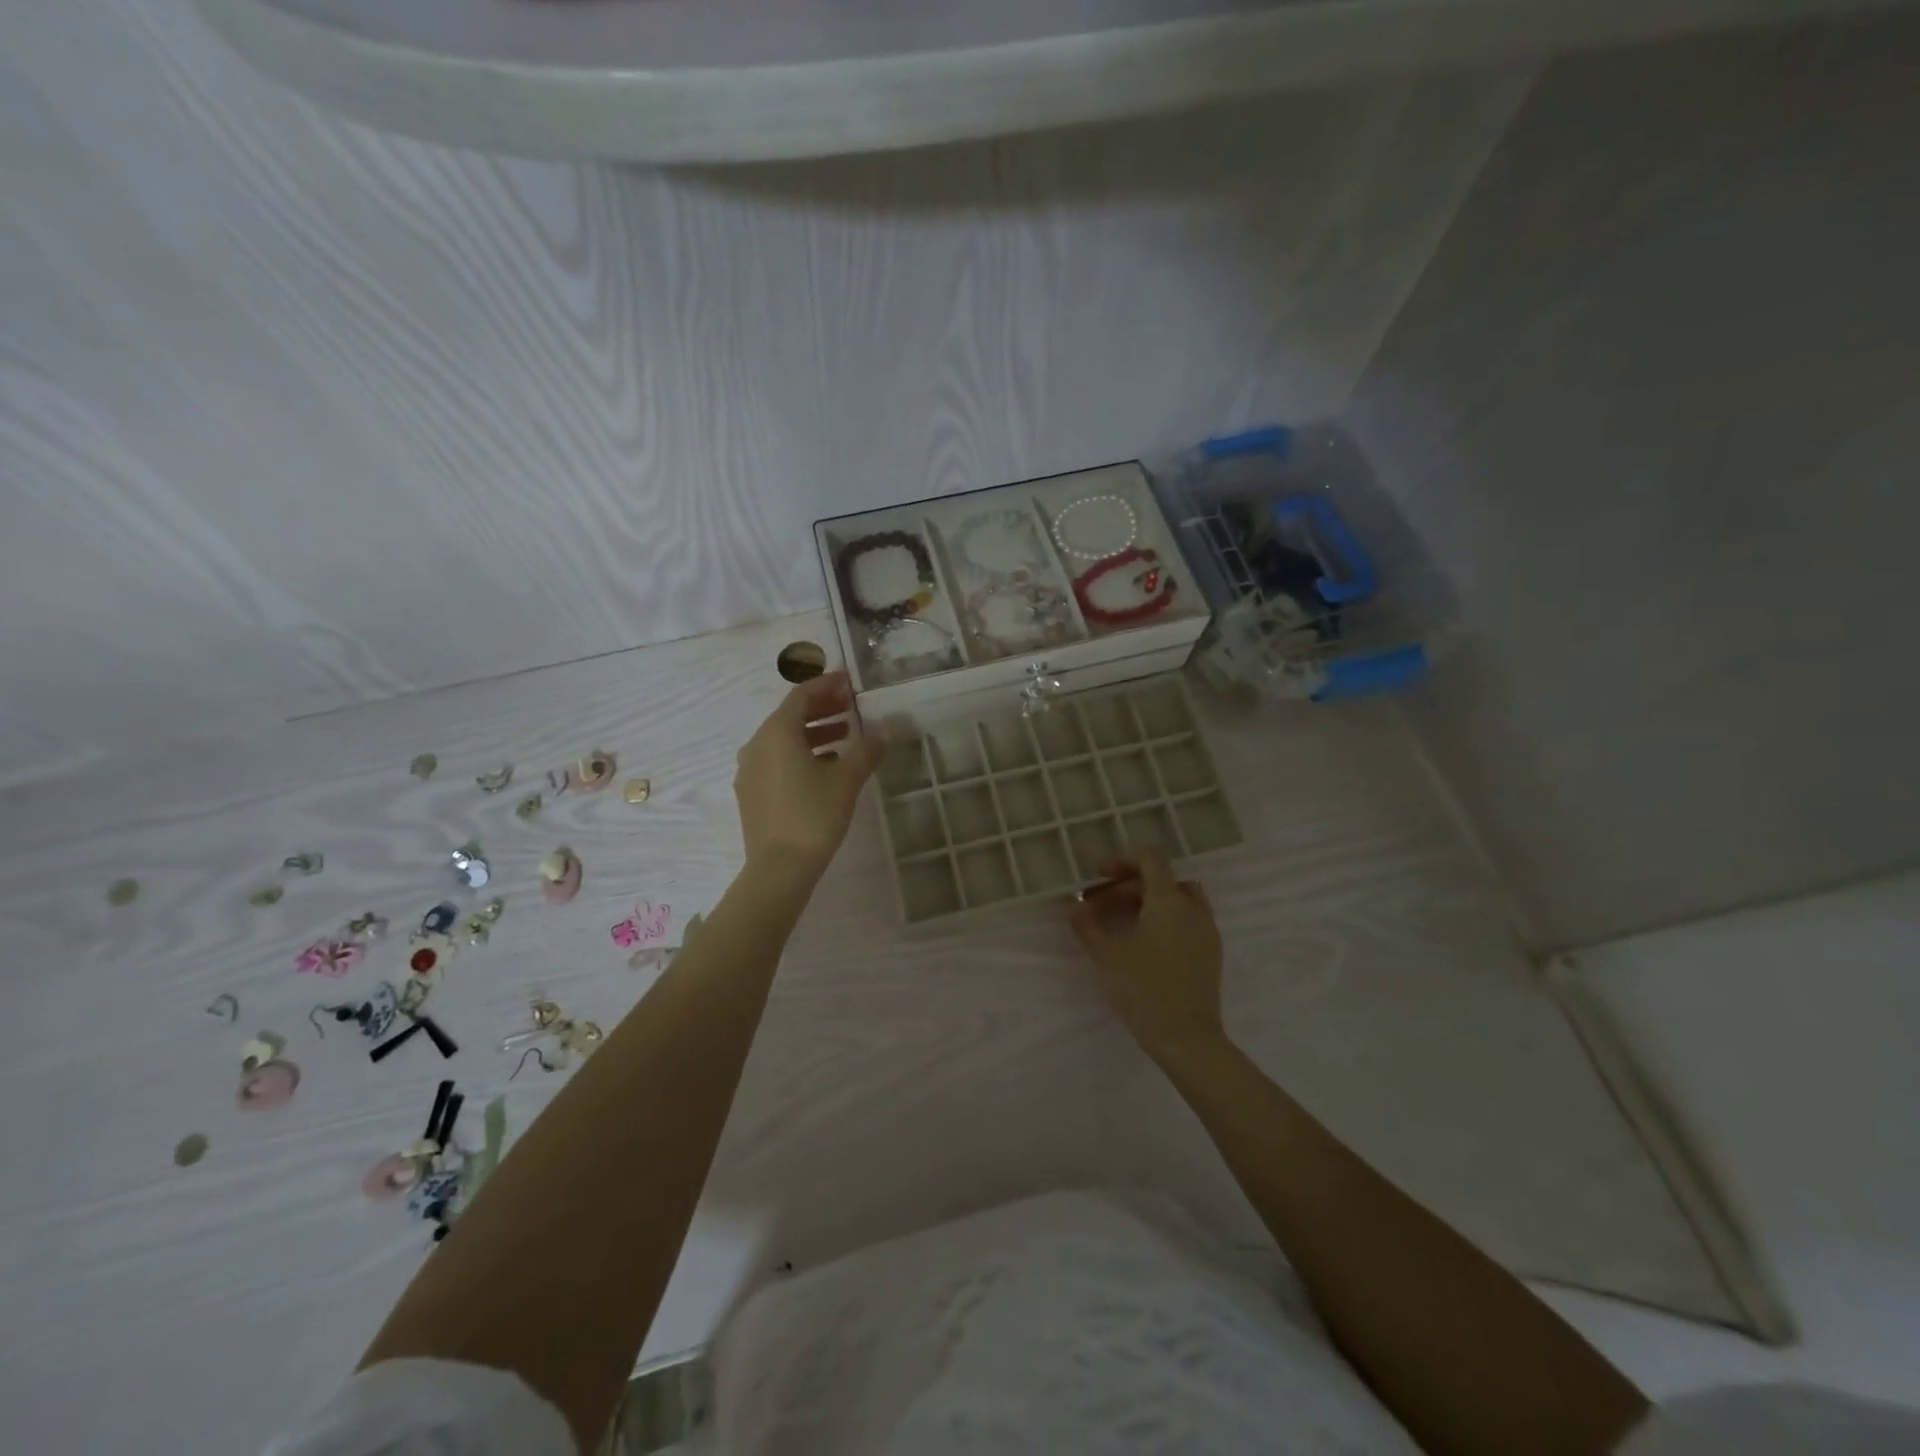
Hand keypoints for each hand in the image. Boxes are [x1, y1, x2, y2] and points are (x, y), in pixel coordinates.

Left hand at [734, 670, 882, 884]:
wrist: (779, 869)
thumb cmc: (813, 815)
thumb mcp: (847, 779)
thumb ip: (867, 749)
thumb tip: (886, 729)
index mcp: (776, 733)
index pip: (801, 696)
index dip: (826, 685)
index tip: (848, 681)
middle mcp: (757, 745)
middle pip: (790, 716)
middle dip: (821, 708)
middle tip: (851, 706)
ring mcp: (750, 771)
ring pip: (783, 741)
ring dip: (814, 733)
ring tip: (845, 736)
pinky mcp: (752, 794)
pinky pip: (777, 761)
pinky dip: (801, 754)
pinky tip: (826, 768)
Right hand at [1071, 849, 1225, 1062]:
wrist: (1187, 1039)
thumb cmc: (1144, 990)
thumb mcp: (1106, 956)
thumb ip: (1088, 926)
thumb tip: (1076, 908)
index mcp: (1169, 901)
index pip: (1150, 859)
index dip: (1122, 860)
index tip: (1099, 875)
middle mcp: (1193, 908)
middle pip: (1161, 879)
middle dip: (1128, 886)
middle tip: (1100, 906)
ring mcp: (1206, 931)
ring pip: (1178, 898)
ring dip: (1149, 901)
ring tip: (1121, 922)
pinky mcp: (1211, 952)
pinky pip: (1187, 920)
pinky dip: (1165, 918)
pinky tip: (1143, 943)